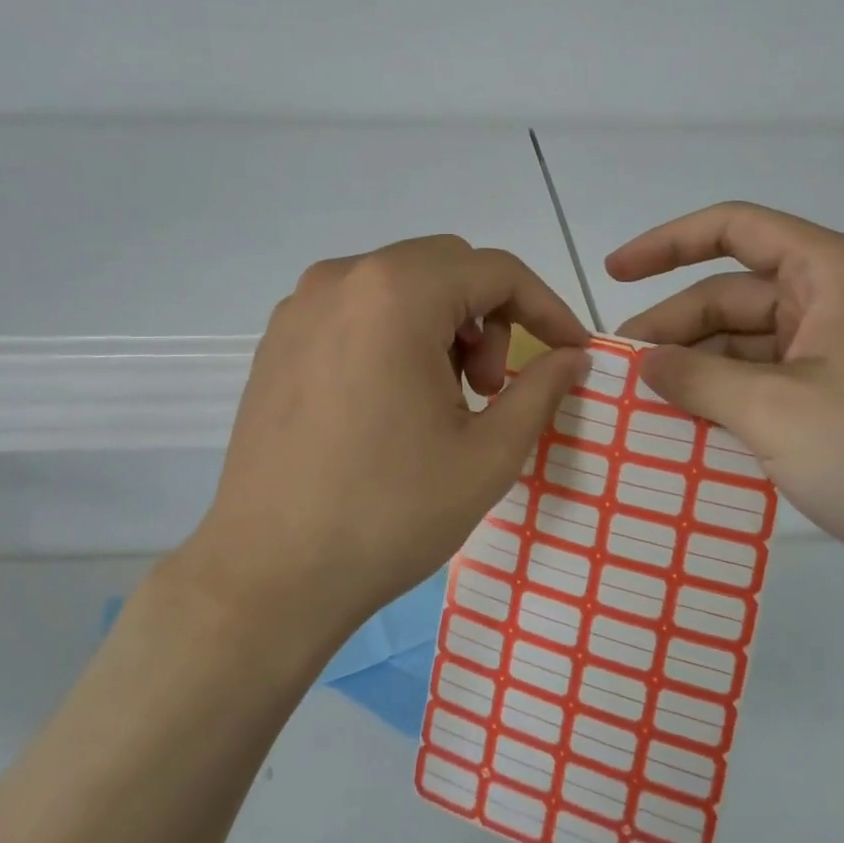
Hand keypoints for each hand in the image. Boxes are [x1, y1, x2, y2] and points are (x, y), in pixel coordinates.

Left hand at [181, 235, 589, 649]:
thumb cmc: (389, 513)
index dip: (546, 307)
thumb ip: (542, 389)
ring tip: (444, 399)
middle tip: (492, 388)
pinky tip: (394, 398)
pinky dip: (398, 332)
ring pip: (403, 284)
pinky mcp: (280, 338)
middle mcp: (344, 278)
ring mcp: (302, 306)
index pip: (497, 271)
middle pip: (448, 267)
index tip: (573, 351)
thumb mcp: (487, 455)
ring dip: (444, 323)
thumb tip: (573, 357)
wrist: (270, 575)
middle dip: (492, 316)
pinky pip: (360, 308)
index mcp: (398, 294)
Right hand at [610, 203, 843, 604]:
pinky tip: (687, 431)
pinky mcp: (841, 401)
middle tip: (621, 372)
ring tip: (643, 408)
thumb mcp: (775, 411)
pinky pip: (765, 384)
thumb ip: (697, 379)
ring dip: (696, 371)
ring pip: (745, 345)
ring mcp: (839, 355)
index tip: (613, 274)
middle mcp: (836, 302)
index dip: (667, 243)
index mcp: (832, 274)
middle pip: (732, 295)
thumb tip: (645, 363)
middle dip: (674, 329)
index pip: (735, 229)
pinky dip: (725, 401)